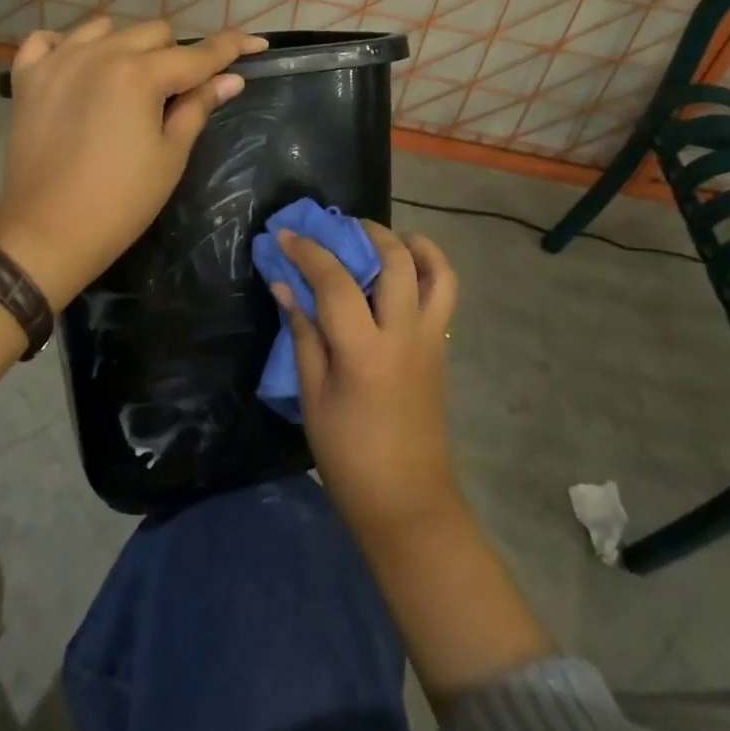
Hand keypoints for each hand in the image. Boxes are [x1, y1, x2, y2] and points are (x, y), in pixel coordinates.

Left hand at [0, 18, 267, 307]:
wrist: (48, 232)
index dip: (232, 47)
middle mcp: (99, 54)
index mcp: (139, 75)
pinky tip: (78, 70)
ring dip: (127, 47)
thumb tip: (232, 79)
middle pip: (154, 33)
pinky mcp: (28, 77)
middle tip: (177, 93)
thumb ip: (198, 107)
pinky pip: (48, 40)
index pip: (198, 54)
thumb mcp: (170, 155)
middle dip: (175, 56)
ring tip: (128, 82)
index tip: (257, 43)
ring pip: (105, 29)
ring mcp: (58, 61)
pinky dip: (67, 47)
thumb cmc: (121, 201)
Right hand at [274, 222, 463, 545]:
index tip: (285, 234)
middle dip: (367, 233)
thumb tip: (285, 286)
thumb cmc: (349, 456)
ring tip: (382, 241)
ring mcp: (432, 340)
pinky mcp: (443, 349)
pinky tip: (401, 274)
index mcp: (365, 352)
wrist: (408, 501)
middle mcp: (405, 335)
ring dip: (411, 245)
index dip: (308, 252)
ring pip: (437, 271)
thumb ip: (303, 335)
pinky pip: (444, 295)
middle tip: (340, 229)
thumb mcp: (313, 397)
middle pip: (396, 261)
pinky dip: (428, 270)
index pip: (336, 282)